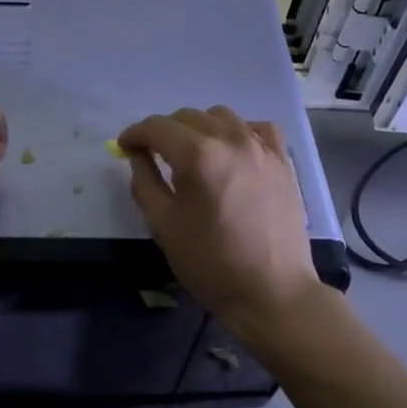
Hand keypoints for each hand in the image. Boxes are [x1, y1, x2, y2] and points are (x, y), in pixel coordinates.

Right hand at [116, 106, 324, 343]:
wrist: (271, 291)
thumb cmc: (210, 262)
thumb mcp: (163, 225)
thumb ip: (144, 182)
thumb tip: (138, 155)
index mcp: (198, 156)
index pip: (157, 127)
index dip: (135, 134)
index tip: (124, 146)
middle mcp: (231, 140)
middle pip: (187, 117)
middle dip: (164, 132)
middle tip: (154, 155)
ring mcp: (261, 147)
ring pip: (221, 116)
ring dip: (199, 128)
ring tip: (193, 154)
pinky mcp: (282, 160)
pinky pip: (256, 128)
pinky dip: (238, 132)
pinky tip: (232, 153)